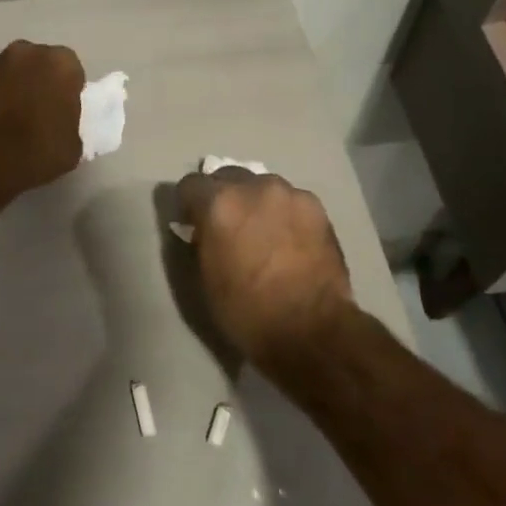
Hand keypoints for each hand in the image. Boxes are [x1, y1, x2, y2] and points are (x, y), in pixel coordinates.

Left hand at [0, 41, 85, 208]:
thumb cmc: (35, 153)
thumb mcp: (72, 146)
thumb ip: (70, 121)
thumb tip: (60, 120)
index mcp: (61, 64)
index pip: (72, 72)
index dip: (69, 92)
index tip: (64, 112)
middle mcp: (28, 52)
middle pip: (41, 63)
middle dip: (41, 82)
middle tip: (40, 112)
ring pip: (14, 71)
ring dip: (17, 86)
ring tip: (14, 118)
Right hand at [174, 168, 354, 367]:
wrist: (311, 329)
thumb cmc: (247, 310)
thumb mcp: (206, 276)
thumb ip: (202, 239)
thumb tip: (204, 228)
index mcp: (219, 204)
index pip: (191, 183)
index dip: (189, 204)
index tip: (194, 223)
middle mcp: (253, 188)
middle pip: (228, 176)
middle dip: (223, 196)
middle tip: (228, 226)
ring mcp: (289, 194)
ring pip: (262, 185)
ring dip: (256, 202)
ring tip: (264, 232)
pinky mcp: (316, 206)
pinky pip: (290, 200)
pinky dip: (283, 212)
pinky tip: (289, 239)